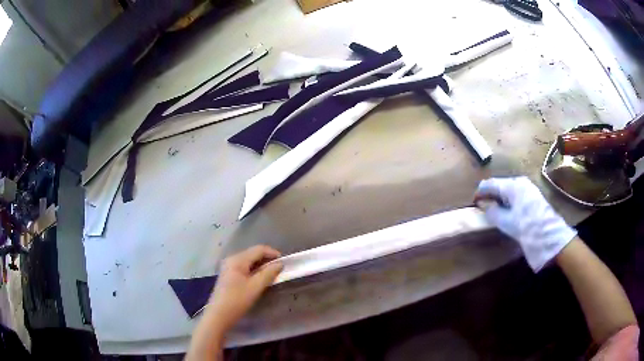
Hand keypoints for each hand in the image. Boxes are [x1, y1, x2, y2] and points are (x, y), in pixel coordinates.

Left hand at [206, 245, 282, 333]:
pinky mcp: (228, 275)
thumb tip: (280, 264)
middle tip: (280, 270)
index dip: (273, 253)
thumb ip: (269, 273)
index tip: (285, 262)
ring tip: (272, 275)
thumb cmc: (237, 300)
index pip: (259, 249)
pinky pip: (244, 268)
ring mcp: (229, 267)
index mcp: (238, 259)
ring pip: (249, 261)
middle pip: (253, 254)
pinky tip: (260, 279)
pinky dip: (254, 271)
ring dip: (262, 266)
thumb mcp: (256, 287)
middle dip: (268, 260)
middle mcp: (232, 259)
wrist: (218, 315)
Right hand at [474, 176, 576, 271]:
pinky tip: (507, 211)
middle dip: (490, 195)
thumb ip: (492, 210)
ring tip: (494, 211)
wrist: (549, 235)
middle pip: (499, 185)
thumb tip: (483, 203)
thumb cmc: (525, 226)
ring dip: (499, 198)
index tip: (473, 203)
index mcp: (512, 185)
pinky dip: (508, 201)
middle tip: (483, 208)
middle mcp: (519, 181)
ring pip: (508, 189)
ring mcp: (528, 187)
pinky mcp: (533, 195)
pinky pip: (516, 194)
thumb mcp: (505, 221)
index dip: (480, 192)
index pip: (490, 184)